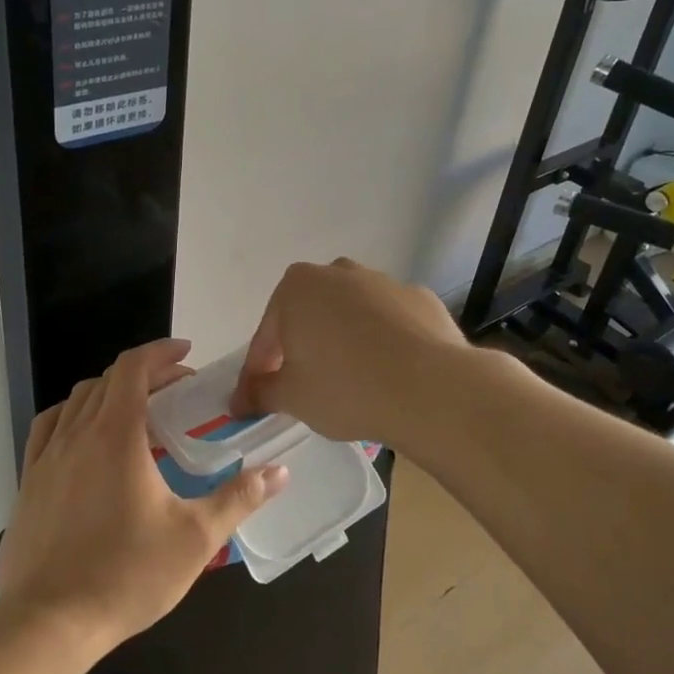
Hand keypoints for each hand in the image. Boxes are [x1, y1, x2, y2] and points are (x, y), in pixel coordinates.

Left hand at [0, 338, 289, 653]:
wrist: (49, 623)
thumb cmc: (127, 574)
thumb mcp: (196, 537)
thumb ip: (239, 498)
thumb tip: (280, 471)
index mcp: (116, 434)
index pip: (133, 367)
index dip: (161, 352)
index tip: (187, 353)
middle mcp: (77, 433)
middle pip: (108, 380)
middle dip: (144, 374)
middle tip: (176, 392)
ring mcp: (46, 456)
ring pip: (77, 400)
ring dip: (109, 393)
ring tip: (136, 413)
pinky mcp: (28, 481)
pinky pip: (49, 427)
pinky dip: (73, 416)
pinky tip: (85, 439)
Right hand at [232, 259, 467, 446]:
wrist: (432, 388)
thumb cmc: (346, 388)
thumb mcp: (291, 398)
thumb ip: (260, 393)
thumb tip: (241, 400)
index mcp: (296, 288)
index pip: (266, 336)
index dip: (258, 372)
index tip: (254, 401)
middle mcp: (338, 272)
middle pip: (308, 316)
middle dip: (301, 349)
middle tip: (302, 388)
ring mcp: (383, 282)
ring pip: (350, 315)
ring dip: (343, 342)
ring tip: (351, 382)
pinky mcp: (420, 299)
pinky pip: (389, 322)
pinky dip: (382, 342)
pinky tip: (389, 374)